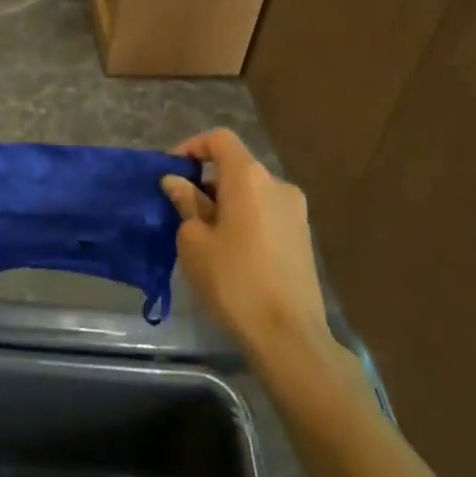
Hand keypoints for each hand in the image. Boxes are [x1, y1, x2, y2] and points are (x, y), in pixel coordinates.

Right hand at [162, 130, 341, 372]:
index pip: (220, 140)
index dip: (192, 147)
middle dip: (206, 181)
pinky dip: (244, 219)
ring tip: (203, 234)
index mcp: (249, 178)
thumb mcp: (194, 242)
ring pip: (251, 192)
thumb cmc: (233, 281)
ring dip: (225, 202)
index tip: (172, 171)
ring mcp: (296, 211)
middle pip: (236, 167)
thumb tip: (176, 182)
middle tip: (181, 209)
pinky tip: (230, 251)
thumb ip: (185, 204)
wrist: (289, 336)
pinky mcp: (303, 237)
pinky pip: (266, 213)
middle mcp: (277, 185)